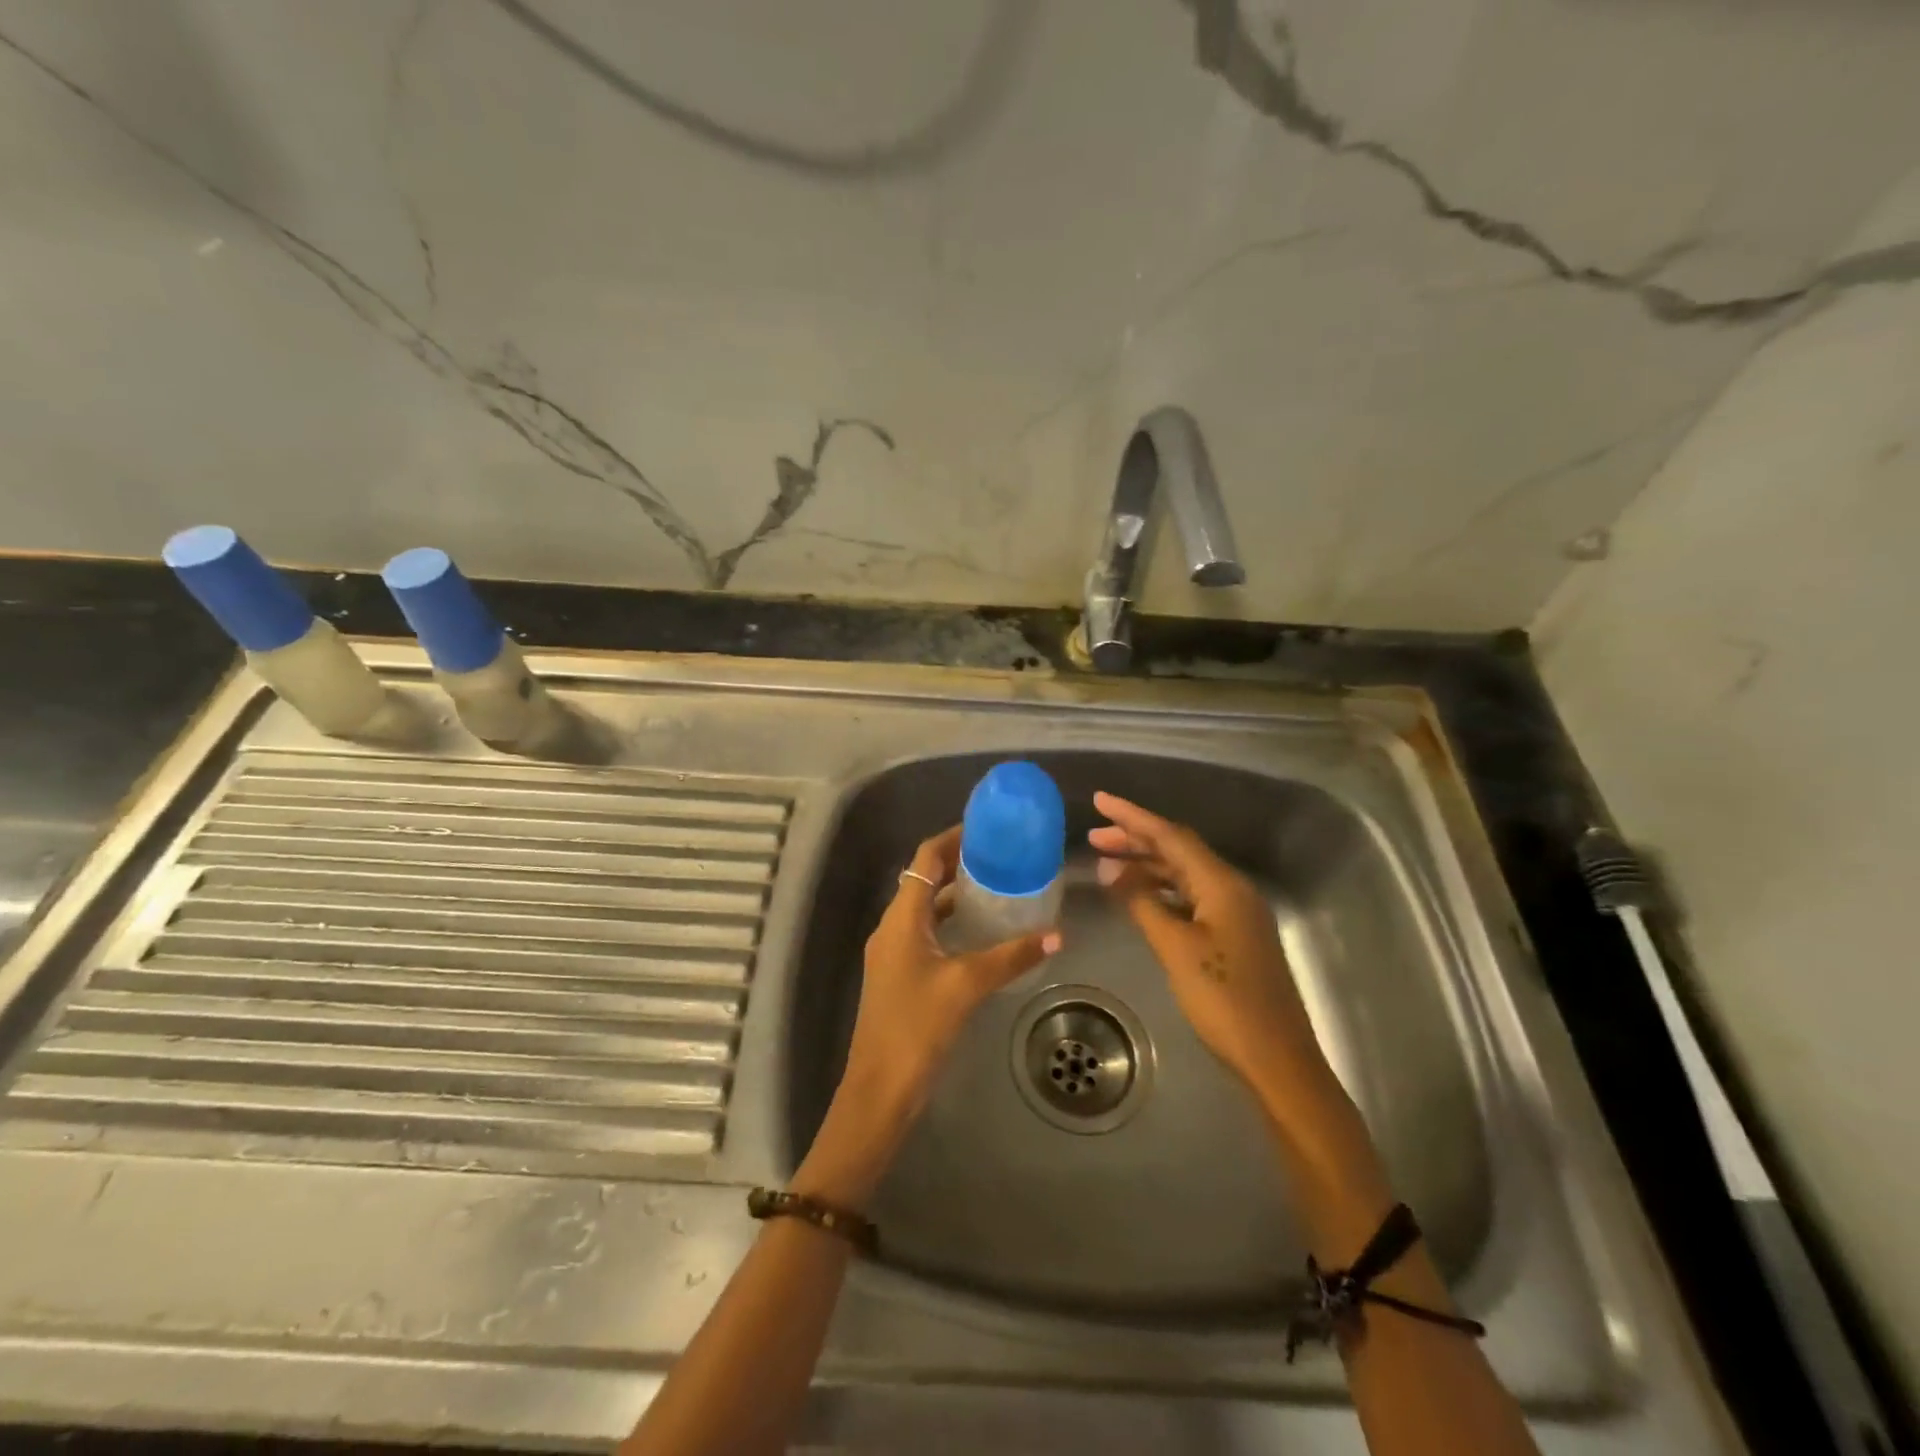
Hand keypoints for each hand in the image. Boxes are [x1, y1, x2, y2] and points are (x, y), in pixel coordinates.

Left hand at [797, 827, 1058, 1208]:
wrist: (880, 1087)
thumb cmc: (917, 1026)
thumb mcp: (966, 986)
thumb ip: (1011, 956)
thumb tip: (1056, 934)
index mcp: (902, 918)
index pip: (925, 859)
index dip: (953, 838)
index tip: (987, 828)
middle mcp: (894, 926)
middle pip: (925, 879)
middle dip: (959, 863)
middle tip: (1001, 856)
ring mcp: (894, 951)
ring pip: (927, 908)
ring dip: (957, 894)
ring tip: (998, 887)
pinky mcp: (901, 973)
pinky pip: (928, 932)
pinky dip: (952, 923)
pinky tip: (983, 933)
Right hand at [1089, 792, 1334, 1111]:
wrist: (1276, 1059)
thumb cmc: (1224, 1000)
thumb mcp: (1175, 948)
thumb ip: (1142, 903)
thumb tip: (1111, 870)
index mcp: (1222, 885)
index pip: (1171, 836)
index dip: (1133, 817)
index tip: (1100, 800)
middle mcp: (1232, 889)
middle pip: (1179, 851)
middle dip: (1136, 840)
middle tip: (1094, 837)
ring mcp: (1235, 913)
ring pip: (1184, 875)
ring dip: (1147, 866)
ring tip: (1106, 864)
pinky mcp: (1233, 936)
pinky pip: (1191, 898)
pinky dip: (1161, 891)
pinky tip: (1139, 897)